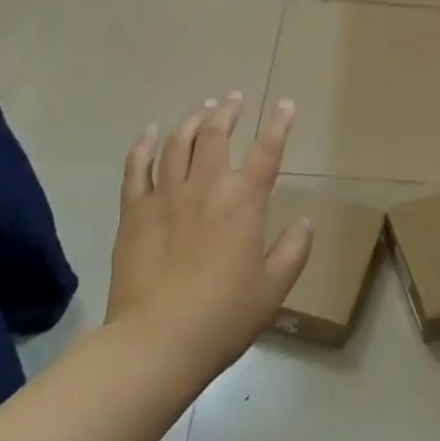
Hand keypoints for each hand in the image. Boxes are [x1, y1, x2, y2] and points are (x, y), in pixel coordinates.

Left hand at [105, 92, 314, 373]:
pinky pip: (137, 167)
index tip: (286, 104)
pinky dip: (143, 145)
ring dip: (192, 120)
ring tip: (201, 109)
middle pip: (215, 133)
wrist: (156, 342)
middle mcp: (205, 187)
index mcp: (243, 202)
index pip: (267, 151)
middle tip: (234, 99)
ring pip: (177, 142)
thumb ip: (293, 250)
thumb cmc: (223, 317)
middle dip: (227, 110)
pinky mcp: (135, 211)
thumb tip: (305, 222)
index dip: (279, 124)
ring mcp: (165, 196)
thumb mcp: (273, 288)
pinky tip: (150, 133)